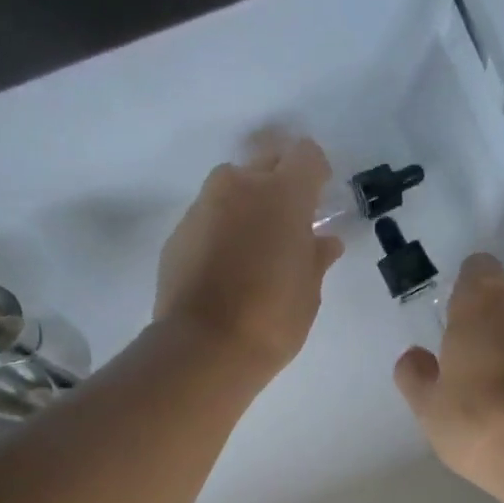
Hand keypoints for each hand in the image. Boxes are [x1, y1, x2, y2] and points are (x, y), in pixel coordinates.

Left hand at [155, 138, 343, 379]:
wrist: (205, 347)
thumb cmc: (273, 319)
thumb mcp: (308, 291)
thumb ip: (316, 257)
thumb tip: (324, 241)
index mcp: (283, 195)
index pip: (305, 155)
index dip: (315, 174)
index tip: (318, 200)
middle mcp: (240, 186)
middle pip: (265, 160)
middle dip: (279, 182)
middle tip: (288, 222)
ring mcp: (204, 206)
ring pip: (232, 187)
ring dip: (247, 204)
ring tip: (254, 246)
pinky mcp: (179, 231)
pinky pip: (209, 216)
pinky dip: (221, 229)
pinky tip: (226, 266)